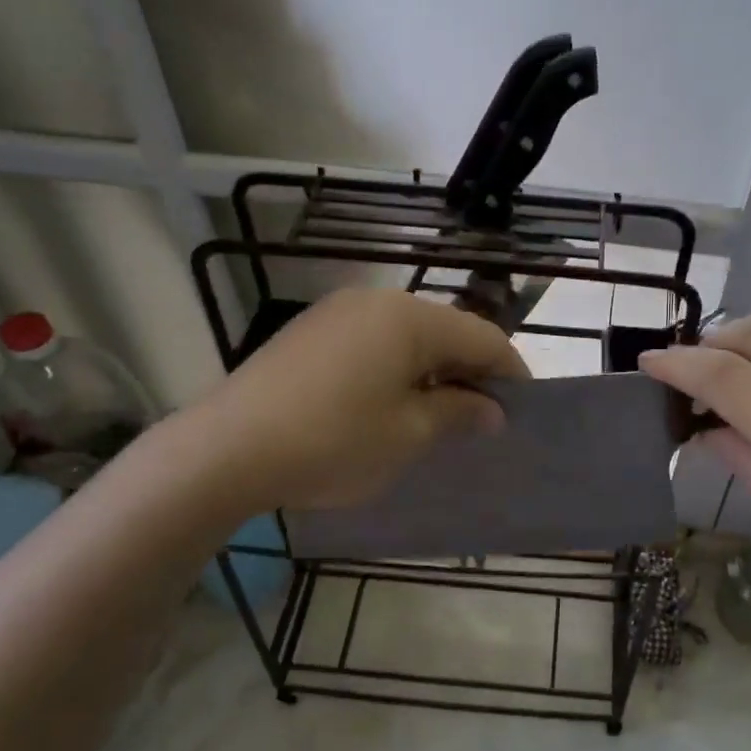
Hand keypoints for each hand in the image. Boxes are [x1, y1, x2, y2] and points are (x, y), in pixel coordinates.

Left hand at [203, 287, 527, 510]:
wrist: (228, 449)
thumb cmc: (334, 441)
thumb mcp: (408, 434)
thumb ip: (458, 413)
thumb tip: (491, 410)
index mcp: (410, 318)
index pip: (482, 337)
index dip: (510, 372)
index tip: (522, 409)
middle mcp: (376, 301)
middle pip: (445, 331)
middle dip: (471, 372)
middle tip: (484, 418)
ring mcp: (338, 312)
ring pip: (408, 337)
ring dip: (433, 371)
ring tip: (441, 415)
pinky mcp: (310, 332)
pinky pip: (373, 343)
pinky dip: (396, 369)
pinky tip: (391, 404)